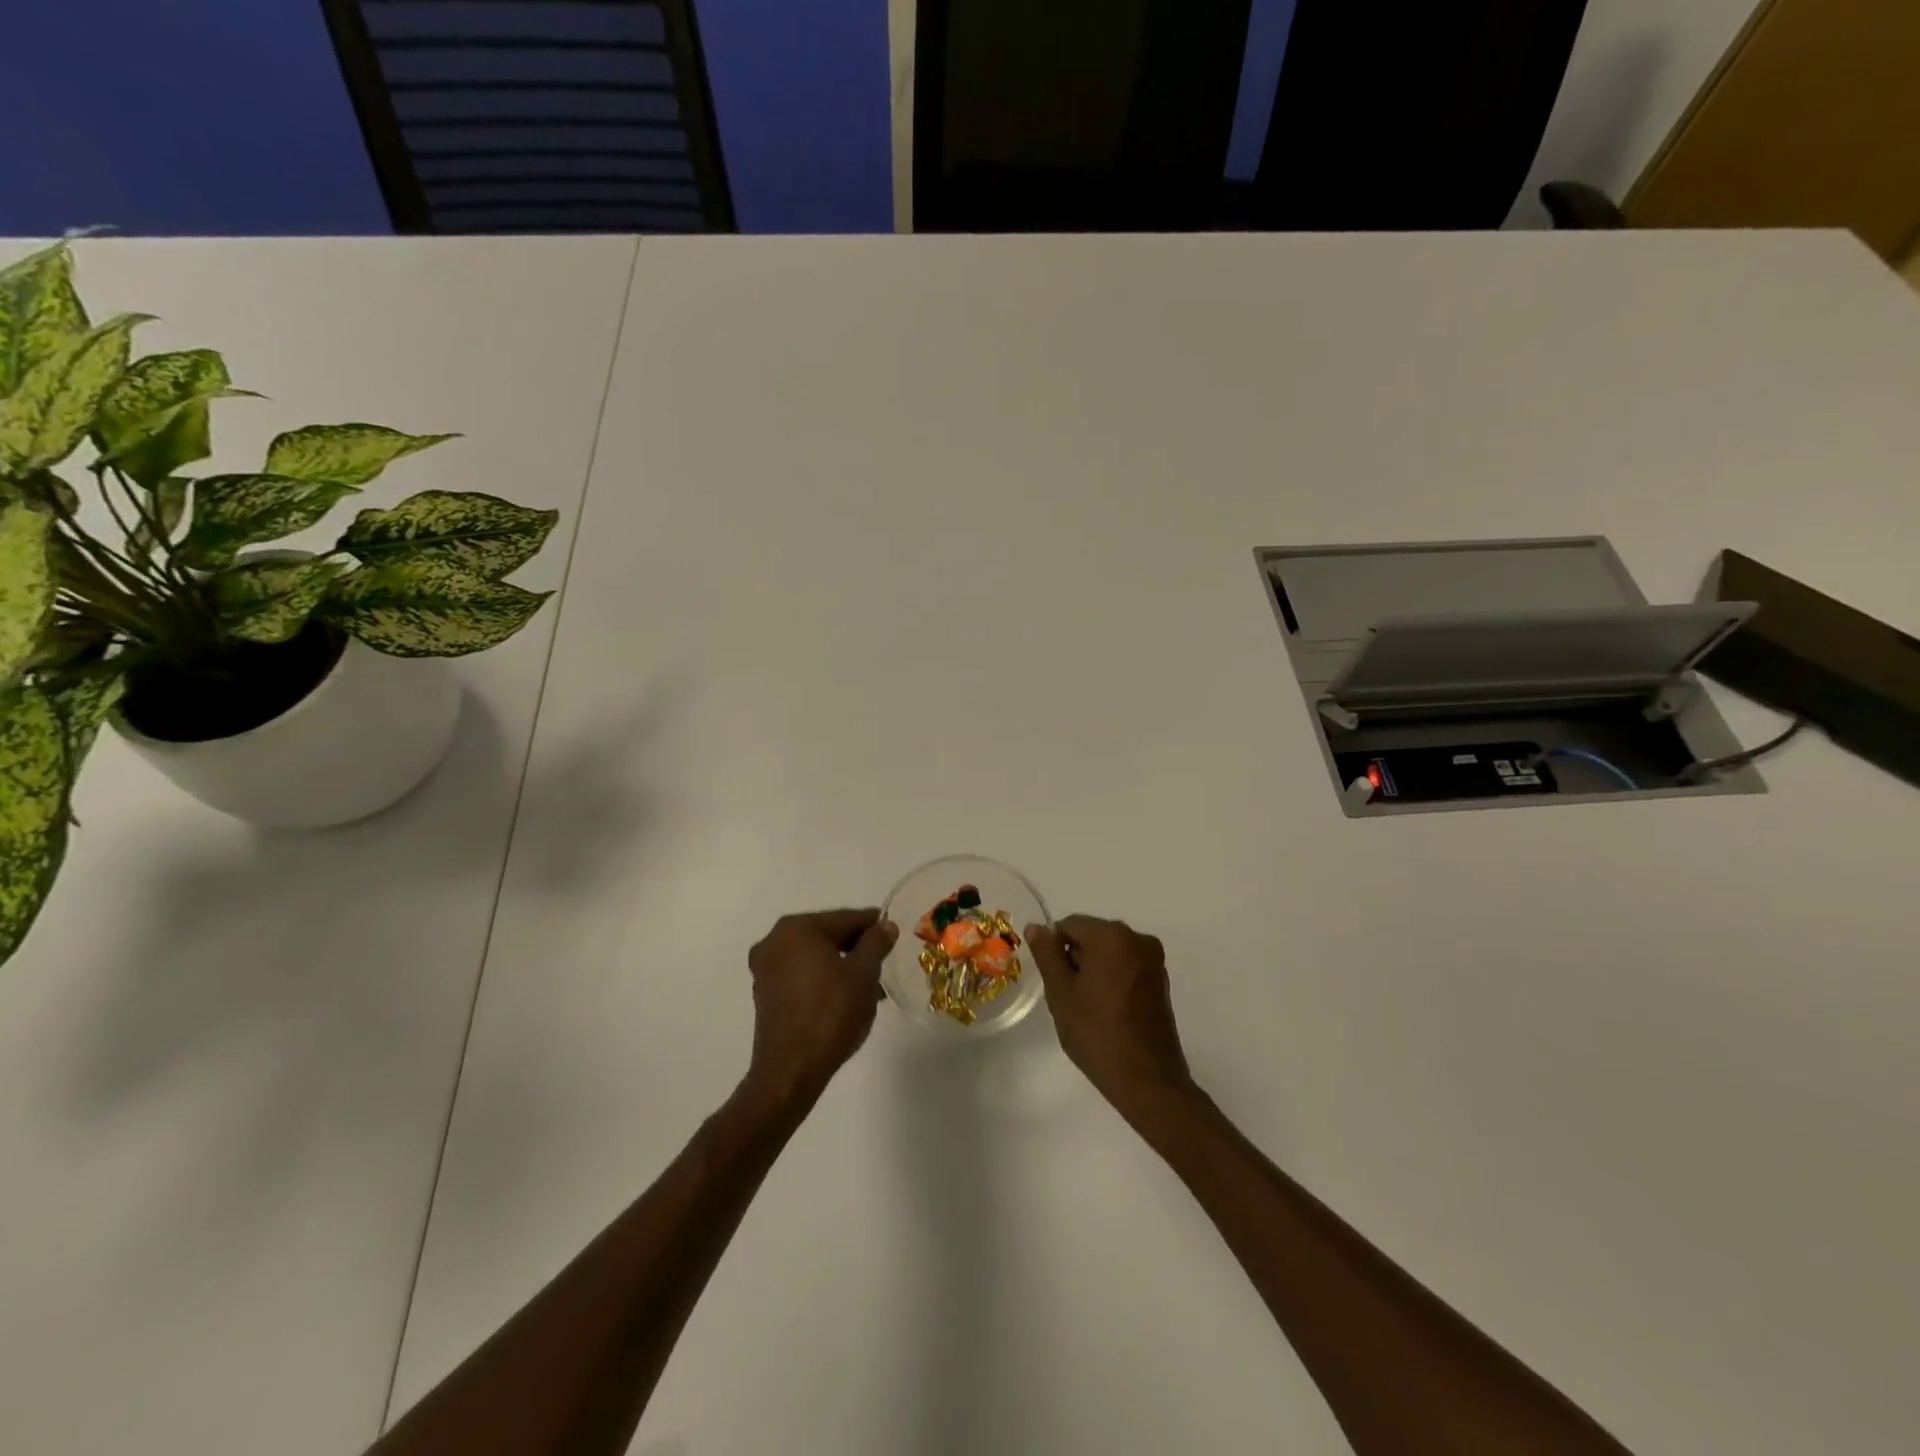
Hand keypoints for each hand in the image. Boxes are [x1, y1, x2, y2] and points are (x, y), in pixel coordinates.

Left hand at [743, 908, 897, 1108]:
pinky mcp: (765, 994)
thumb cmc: (830, 1015)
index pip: (844, 918)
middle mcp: (774, 941)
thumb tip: (885, 925)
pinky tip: (847, 997)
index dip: (873, 925)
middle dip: (857, 947)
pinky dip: (824, 980)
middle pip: (827, 935)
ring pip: (814, 957)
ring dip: (842, 965)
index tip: (893, 931)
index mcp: (796, 929)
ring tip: (871, 984)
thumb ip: (876, 944)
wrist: (790, 1073)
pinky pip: (802, 975)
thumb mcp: (863, 975)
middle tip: (884, 959)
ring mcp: (766, 969)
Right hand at [1026, 914, 1194, 1124]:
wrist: (1148, 1080)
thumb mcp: (1061, 993)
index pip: (1070, 925)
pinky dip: (1112, 980)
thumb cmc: (1097, 1033)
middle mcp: (1138, 939)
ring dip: (1093, 971)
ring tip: (1087, 1009)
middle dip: (1075, 959)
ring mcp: (1153, 961)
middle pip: (1092, 936)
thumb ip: (1047, 954)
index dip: (1054, 948)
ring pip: (1109, 953)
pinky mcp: (1161, 981)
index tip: (1053, 980)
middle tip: (1067, 997)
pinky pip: (1126, 967)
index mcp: (1112, 936)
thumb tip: (1037, 927)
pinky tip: (1107, 1012)